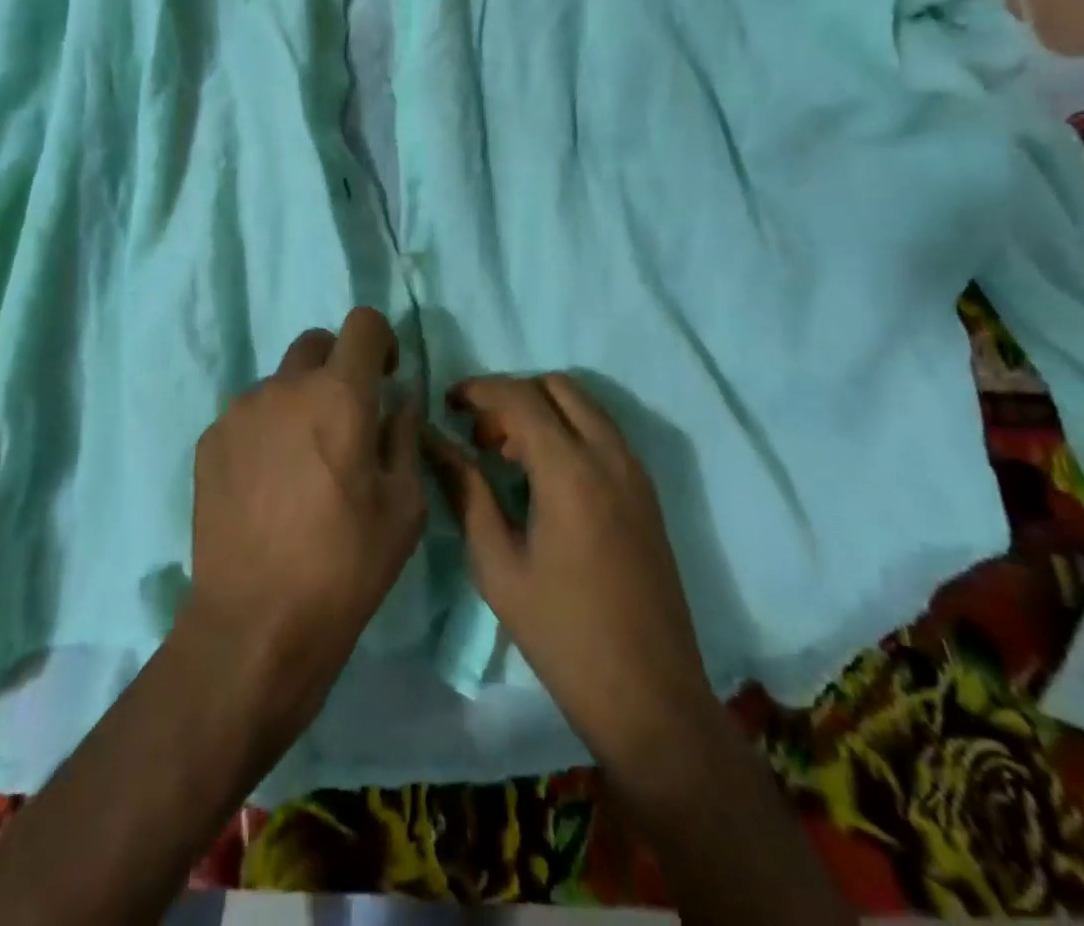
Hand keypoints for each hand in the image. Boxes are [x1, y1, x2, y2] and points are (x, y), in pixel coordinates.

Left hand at [184, 309, 426, 735]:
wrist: (256, 623)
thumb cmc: (346, 566)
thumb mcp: (404, 506)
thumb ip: (404, 436)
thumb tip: (399, 400)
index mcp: (340, 396)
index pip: (363, 323)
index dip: (381, 340)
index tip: (385, 377)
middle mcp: (285, 387)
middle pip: (316, 343)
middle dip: (339, 367)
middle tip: (346, 420)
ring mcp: (240, 411)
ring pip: (280, 382)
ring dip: (300, 402)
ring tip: (303, 464)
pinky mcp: (210, 440)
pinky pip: (248, 415)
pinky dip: (267, 431)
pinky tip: (268, 485)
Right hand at [430, 373, 711, 763]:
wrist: (650, 697)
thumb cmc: (562, 635)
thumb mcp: (497, 565)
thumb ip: (466, 491)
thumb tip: (434, 443)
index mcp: (570, 472)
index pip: (520, 396)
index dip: (479, 390)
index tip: (448, 403)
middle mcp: (610, 457)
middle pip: (557, 387)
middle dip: (512, 395)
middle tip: (479, 435)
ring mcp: (635, 473)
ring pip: (584, 406)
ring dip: (542, 410)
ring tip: (505, 455)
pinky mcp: (647, 493)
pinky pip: (603, 434)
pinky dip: (568, 430)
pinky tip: (543, 476)